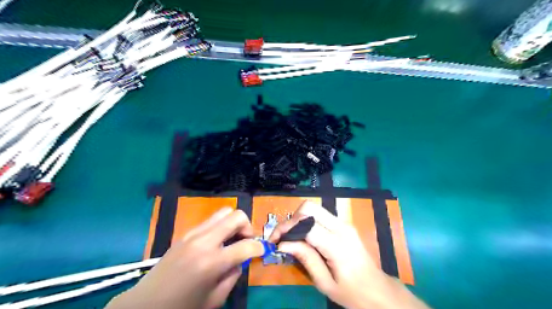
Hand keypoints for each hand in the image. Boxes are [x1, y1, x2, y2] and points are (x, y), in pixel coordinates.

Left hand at [107, 208, 264, 308]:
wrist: (145, 305)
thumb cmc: (182, 307)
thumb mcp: (215, 299)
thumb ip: (233, 275)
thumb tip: (240, 259)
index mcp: (212, 262)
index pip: (246, 246)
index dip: (259, 248)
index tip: (261, 251)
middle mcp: (204, 241)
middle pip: (236, 216)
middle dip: (248, 226)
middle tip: (246, 241)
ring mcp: (193, 234)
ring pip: (223, 212)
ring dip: (234, 223)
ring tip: (233, 239)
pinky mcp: (186, 233)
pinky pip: (210, 221)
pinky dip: (221, 226)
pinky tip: (217, 242)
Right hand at [270, 202, 428, 308]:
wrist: (378, 290)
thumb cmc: (352, 292)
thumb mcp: (325, 283)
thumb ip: (305, 259)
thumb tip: (283, 244)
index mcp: (337, 244)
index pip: (305, 225)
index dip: (286, 229)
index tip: (274, 241)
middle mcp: (341, 227)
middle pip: (309, 207)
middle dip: (291, 219)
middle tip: (283, 237)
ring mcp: (344, 223)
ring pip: (314, 208)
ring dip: (298, 219)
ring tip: (291, 238)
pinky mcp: (344, 224)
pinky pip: (320, 215)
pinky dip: (307, 221)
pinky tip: (303, 236)